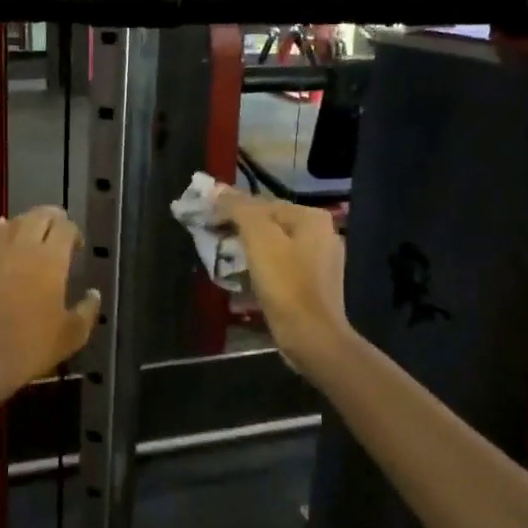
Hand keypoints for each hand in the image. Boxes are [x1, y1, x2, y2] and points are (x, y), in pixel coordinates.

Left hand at [0, 207, 100, 399]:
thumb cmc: (31, 347)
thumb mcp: (72, 335)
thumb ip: (87, 311)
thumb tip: (94, 294)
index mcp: (51, 260)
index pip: (65, 228)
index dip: (74, 232)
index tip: (77, 246)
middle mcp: (23, 248)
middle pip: (39, 216)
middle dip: (52, 218)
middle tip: (58, 231)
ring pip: (13, 223)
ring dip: (27, 222)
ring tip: (33, 232)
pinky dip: (0, 230)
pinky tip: (2, 232)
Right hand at [215, 188, 353, 377]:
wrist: (312, 337)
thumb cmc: (285, 284)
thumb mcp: (259, 239)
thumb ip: (239, 209)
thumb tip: (218, 190)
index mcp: (312, 218)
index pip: (262, 203)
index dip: (230, 209)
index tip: (206, 222)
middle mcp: (322, 234)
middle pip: (270, 225)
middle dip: (240, 232)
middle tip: (213, 242)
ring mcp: (321, 262)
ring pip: (275, 247)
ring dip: (249, 252)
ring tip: (224, 262)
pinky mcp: (314, 287)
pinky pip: (281, 269)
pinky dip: (262, 271)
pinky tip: (246, 282)